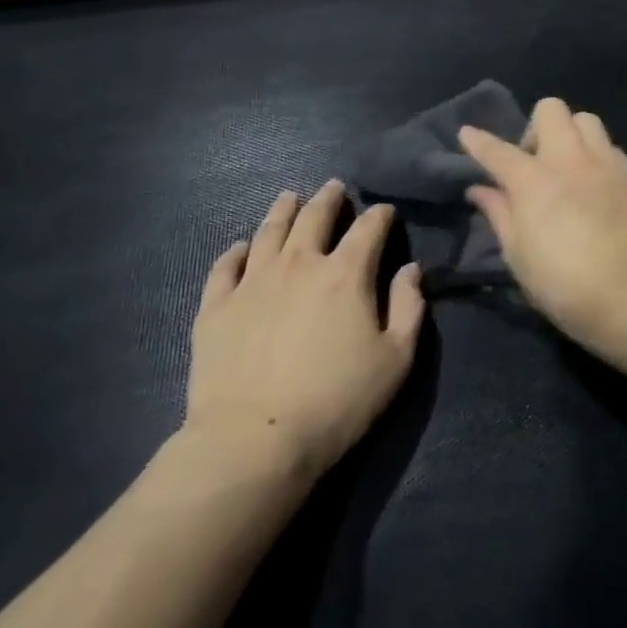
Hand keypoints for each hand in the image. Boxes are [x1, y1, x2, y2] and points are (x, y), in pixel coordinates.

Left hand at [184, 181, 424, 477]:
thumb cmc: (337, 401)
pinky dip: (235, 251)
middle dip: (329, 199)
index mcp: (346, 274)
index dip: (380, 215)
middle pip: (315, 217)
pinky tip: (241, 247)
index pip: (368, 229)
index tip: (384, 211)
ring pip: (269, 231)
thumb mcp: (396, 359)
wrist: (254, 440)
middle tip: (334, 188)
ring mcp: (252, 282)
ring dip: (283, 210)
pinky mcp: (216, 307)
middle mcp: (299, 265)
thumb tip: (410, 270)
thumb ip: (409, 308)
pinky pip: (225, 266)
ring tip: (289, 197)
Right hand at [459, 98, 626, 349]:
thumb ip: (498, 214)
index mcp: (533, 180)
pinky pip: (611, 148)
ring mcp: (607, 163)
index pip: (498, 151)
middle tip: (534, 163)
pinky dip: (597, 158)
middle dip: (536, 128)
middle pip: (551, 110)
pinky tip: (596, 186)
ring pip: (586, 120)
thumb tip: (480, 189)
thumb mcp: (518, 255)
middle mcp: (570, 159)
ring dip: (571, 135)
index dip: (478, 141)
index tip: (467, 134)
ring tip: (569, 168)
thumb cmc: (563, 283)